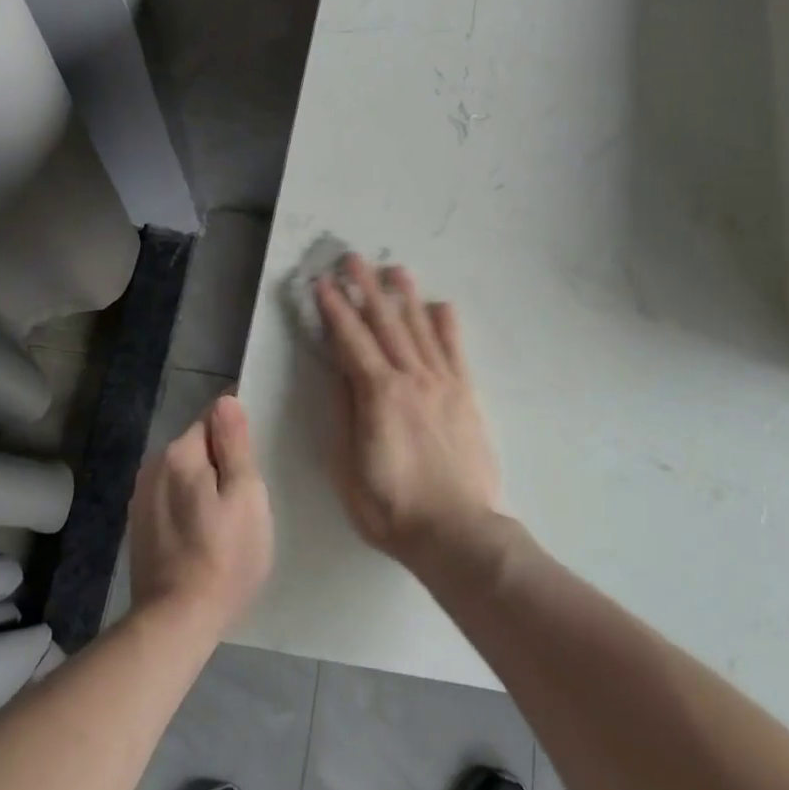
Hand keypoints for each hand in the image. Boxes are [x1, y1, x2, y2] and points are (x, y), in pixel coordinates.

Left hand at [128, 395, 273, 634]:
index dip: (238, 430)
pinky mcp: (140, 526)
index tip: (257, 451)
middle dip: (222, 459)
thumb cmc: (225, 557)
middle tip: (250, 492)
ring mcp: (142, 498)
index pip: (213, 418)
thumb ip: (235, 444)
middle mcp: (153, 467)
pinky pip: (172, 497)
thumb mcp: (245, 496)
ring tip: (229, 515)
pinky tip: (205, 533)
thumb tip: (226, 400)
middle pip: (198, 445)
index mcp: (180, 453)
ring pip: (185, 473)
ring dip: (205, 483)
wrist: (175, 622)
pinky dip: (190, 504)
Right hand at [315, 254, 502, 567]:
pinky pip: (455, 350)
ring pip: (420, 329)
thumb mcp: (348, 469)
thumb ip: (345, 415)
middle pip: (385, 323)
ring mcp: (443, 383)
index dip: (335, 309)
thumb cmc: (393, 508)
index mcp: (378, 394)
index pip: (350, 340)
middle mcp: (411, 378)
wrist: (458, 531)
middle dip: (366, 288)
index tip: (322, 283)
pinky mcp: (466, 395)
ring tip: (395, 269)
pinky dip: (447, 325)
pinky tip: (440, 305)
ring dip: (405, 297)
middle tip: (353, 258)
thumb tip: (341, 374)